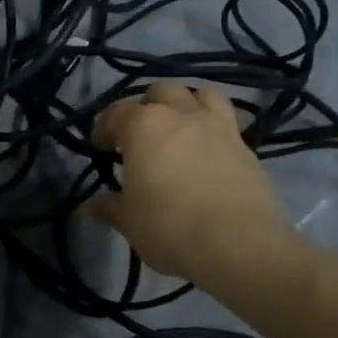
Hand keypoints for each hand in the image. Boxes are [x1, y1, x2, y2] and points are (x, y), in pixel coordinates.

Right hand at [86, 83, 293, 281]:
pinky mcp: (247, 146)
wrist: (238, 244)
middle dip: (146, 108)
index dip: (103, 130)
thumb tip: (90, 207)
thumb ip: (109, 207)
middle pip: (160, 93)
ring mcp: (218, 126)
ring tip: (178, 132)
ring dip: (186, 106)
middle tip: (139, 138)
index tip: (100, 150)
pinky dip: (212, 130)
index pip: (114, 114)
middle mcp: (181, 114)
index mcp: (143, 125)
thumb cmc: (168, 225)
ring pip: (201, 95)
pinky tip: (206, 154)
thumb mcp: (128, 220)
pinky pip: (226, 123)